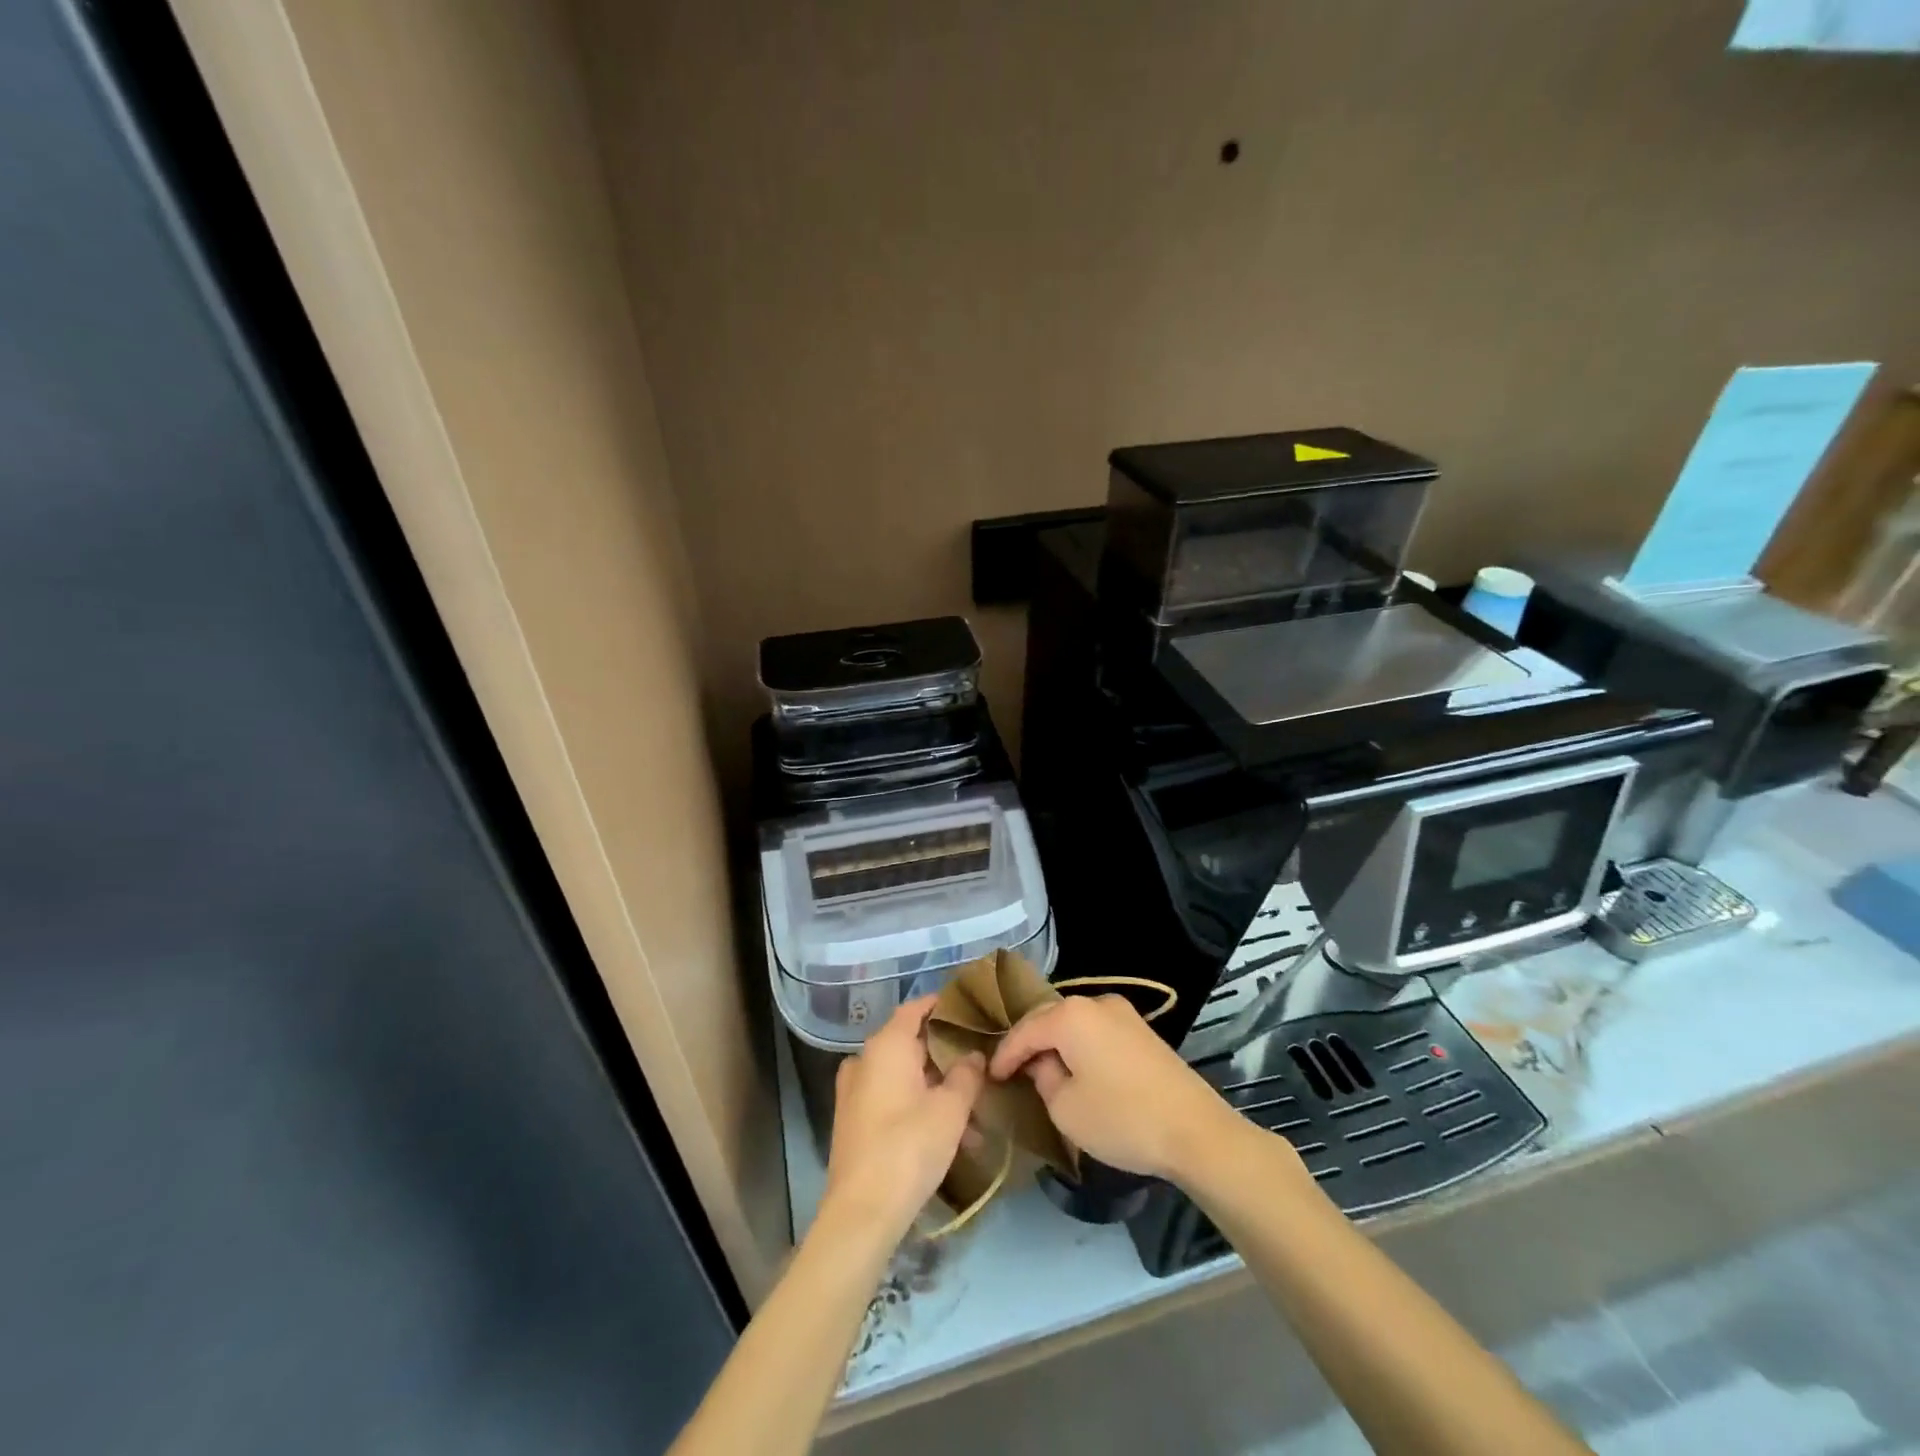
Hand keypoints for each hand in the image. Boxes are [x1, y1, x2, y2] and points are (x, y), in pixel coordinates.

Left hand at [822, 996, 985, 1242]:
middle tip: (980, 1065)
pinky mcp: (854, 1120)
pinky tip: (949, 1138)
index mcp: (887, 1045)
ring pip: (904, 1076)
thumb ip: (966, 1075)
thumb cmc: (909, 1147)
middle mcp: (866, 1060)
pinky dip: (919, 1107)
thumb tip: (973, 1054)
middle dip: (946, 1056)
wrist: (861, 1213)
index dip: (943, 1005)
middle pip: (911, 1043)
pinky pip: (892, 1099)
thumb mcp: (950, 1109)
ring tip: (974, 1118)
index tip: (971, 1009)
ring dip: (937, 1090)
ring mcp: (855, 1091)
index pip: (916, 1008)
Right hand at [988, 994, 1248, 1182]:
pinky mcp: (1141, 1030)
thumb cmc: (1122, 1119)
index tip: (990, 1077)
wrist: (1195, 1130)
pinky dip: (1079, 1045)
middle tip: (1010, 1071)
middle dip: (1028, 1044)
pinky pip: (1096, 1030)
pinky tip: (1075, 1067)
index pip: (1024, 1030)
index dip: (1004, 1054)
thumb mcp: (1065, 1108)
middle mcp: (1095, 1001)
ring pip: (1074, 1023)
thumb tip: (1043, 1065)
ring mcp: (1122, 1013)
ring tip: (1040, 1069)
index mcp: (1070, 1015)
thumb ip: (1043, 1079)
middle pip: (1048, 1018)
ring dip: (1055, 1043)